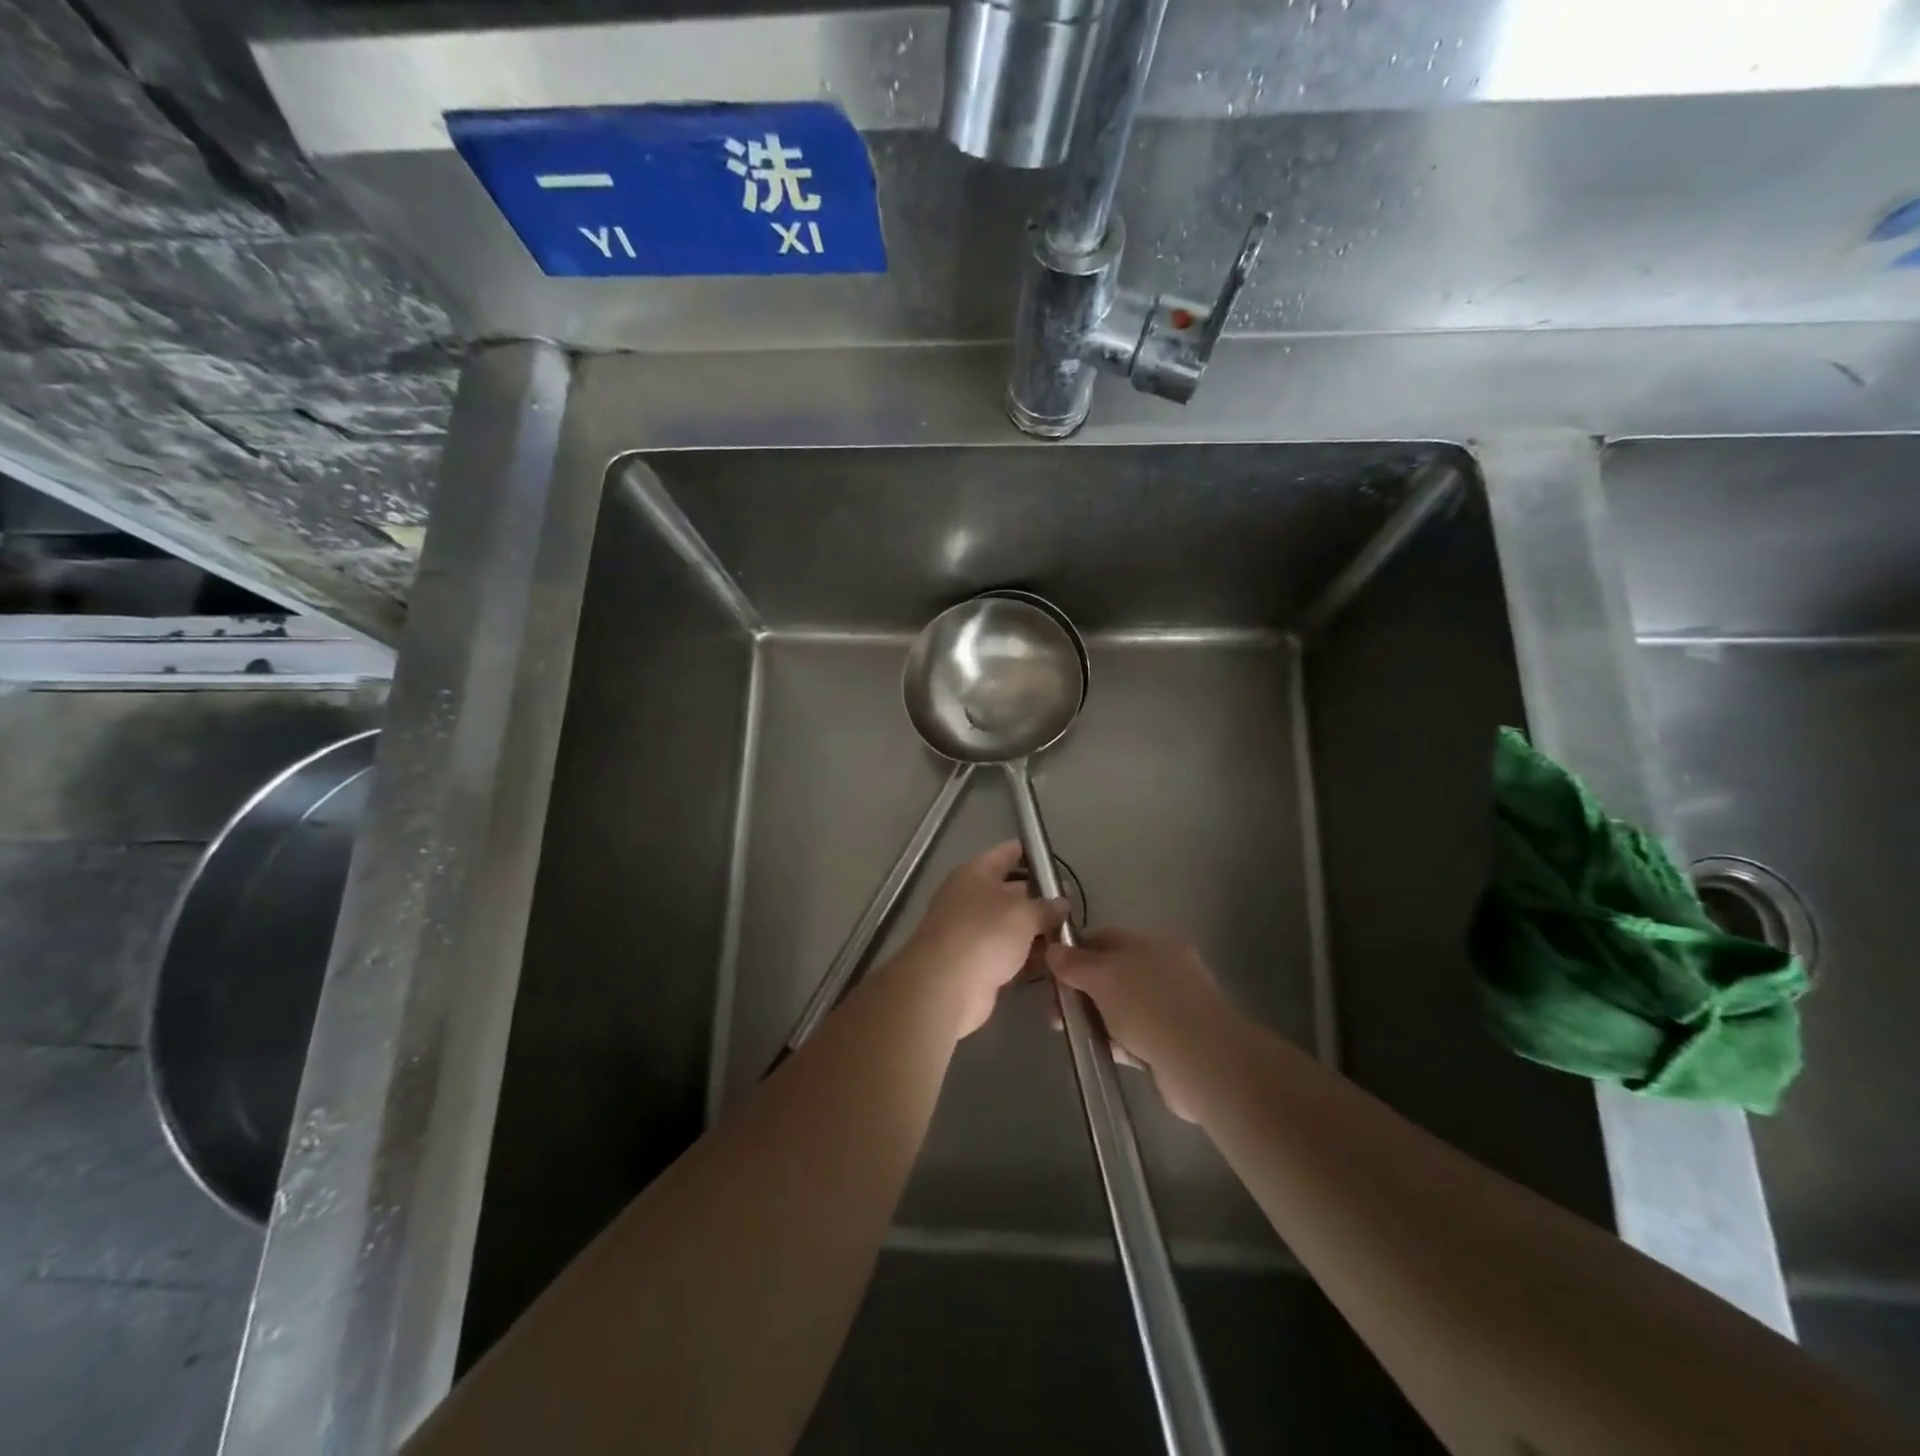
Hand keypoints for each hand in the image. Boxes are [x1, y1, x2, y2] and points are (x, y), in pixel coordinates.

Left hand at [895, 841, 1067, 1038]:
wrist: (946, 987)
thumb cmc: (984, 934)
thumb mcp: (1024, 914)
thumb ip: (1047, 906)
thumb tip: (1062, 903)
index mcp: (975, 874)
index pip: (1006, 853)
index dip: (1029, 853)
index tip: (1053, 860)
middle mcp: (969, 898)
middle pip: (1010, 891)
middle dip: (1039, 898)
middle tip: (1071, 905)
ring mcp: (970, 932)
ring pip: (1010, 926)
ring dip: (1035, 931)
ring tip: (1068, 935)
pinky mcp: (975, 964)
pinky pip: (1007, 954)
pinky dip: (1026, 957)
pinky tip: (1051, 962)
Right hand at [1047, 930, 1243, 1120]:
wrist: (1203, 1063)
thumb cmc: (1149, 1007)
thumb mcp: (1103, 977)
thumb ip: (1075, 963)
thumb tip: (1053, 948)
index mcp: (1151, 943)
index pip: (1103, 938)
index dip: (1073, 952)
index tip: (1049, 974)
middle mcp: (1163, 969)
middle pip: (1110, 973)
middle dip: (1081, 991)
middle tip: (1056, 1013)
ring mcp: (1171, 1005)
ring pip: (1121, 1006)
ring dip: (1098, 1019)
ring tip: (1078, 1036)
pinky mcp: (1174, 1040)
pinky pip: (1136, 1034)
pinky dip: (1120, 1041)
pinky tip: (1108, 1052)